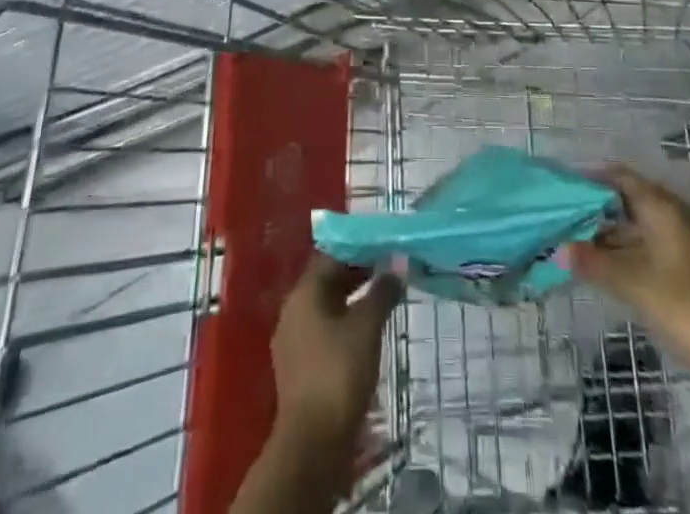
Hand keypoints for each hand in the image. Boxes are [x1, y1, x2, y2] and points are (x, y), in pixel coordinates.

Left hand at [269, 253, 402, 453]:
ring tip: (382, 298)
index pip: (331, 255)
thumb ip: (382, 292)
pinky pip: (323, 331)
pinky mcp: (299, 367)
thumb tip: (396, 266)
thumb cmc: (339, 372)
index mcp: (304, 293)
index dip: (358, 248)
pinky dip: (344, 323)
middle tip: (388, 269)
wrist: (313, 444)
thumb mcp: (367, 326)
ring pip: (326, 306)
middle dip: (357, 272)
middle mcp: (293, 310)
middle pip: (327, 280)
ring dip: (352, 299)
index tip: (384, 246)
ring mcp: (293, 341)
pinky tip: (365, 332)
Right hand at [566, 166, 689, 393]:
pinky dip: (626, 249)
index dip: (593, 178)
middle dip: (598, 208)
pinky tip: (605, 265)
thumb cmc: (679, 304)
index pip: (622, 178)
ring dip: (610, 233)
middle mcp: (675, 215)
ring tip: (577, 242)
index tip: (566, 185)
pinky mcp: (688, 264)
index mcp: (662, 207)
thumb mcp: (629, 282)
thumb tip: (559, 250)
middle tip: (566, 216)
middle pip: (629, 200)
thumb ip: (592, 262)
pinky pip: (649, 244)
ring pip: (639, 225)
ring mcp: (684, 240)